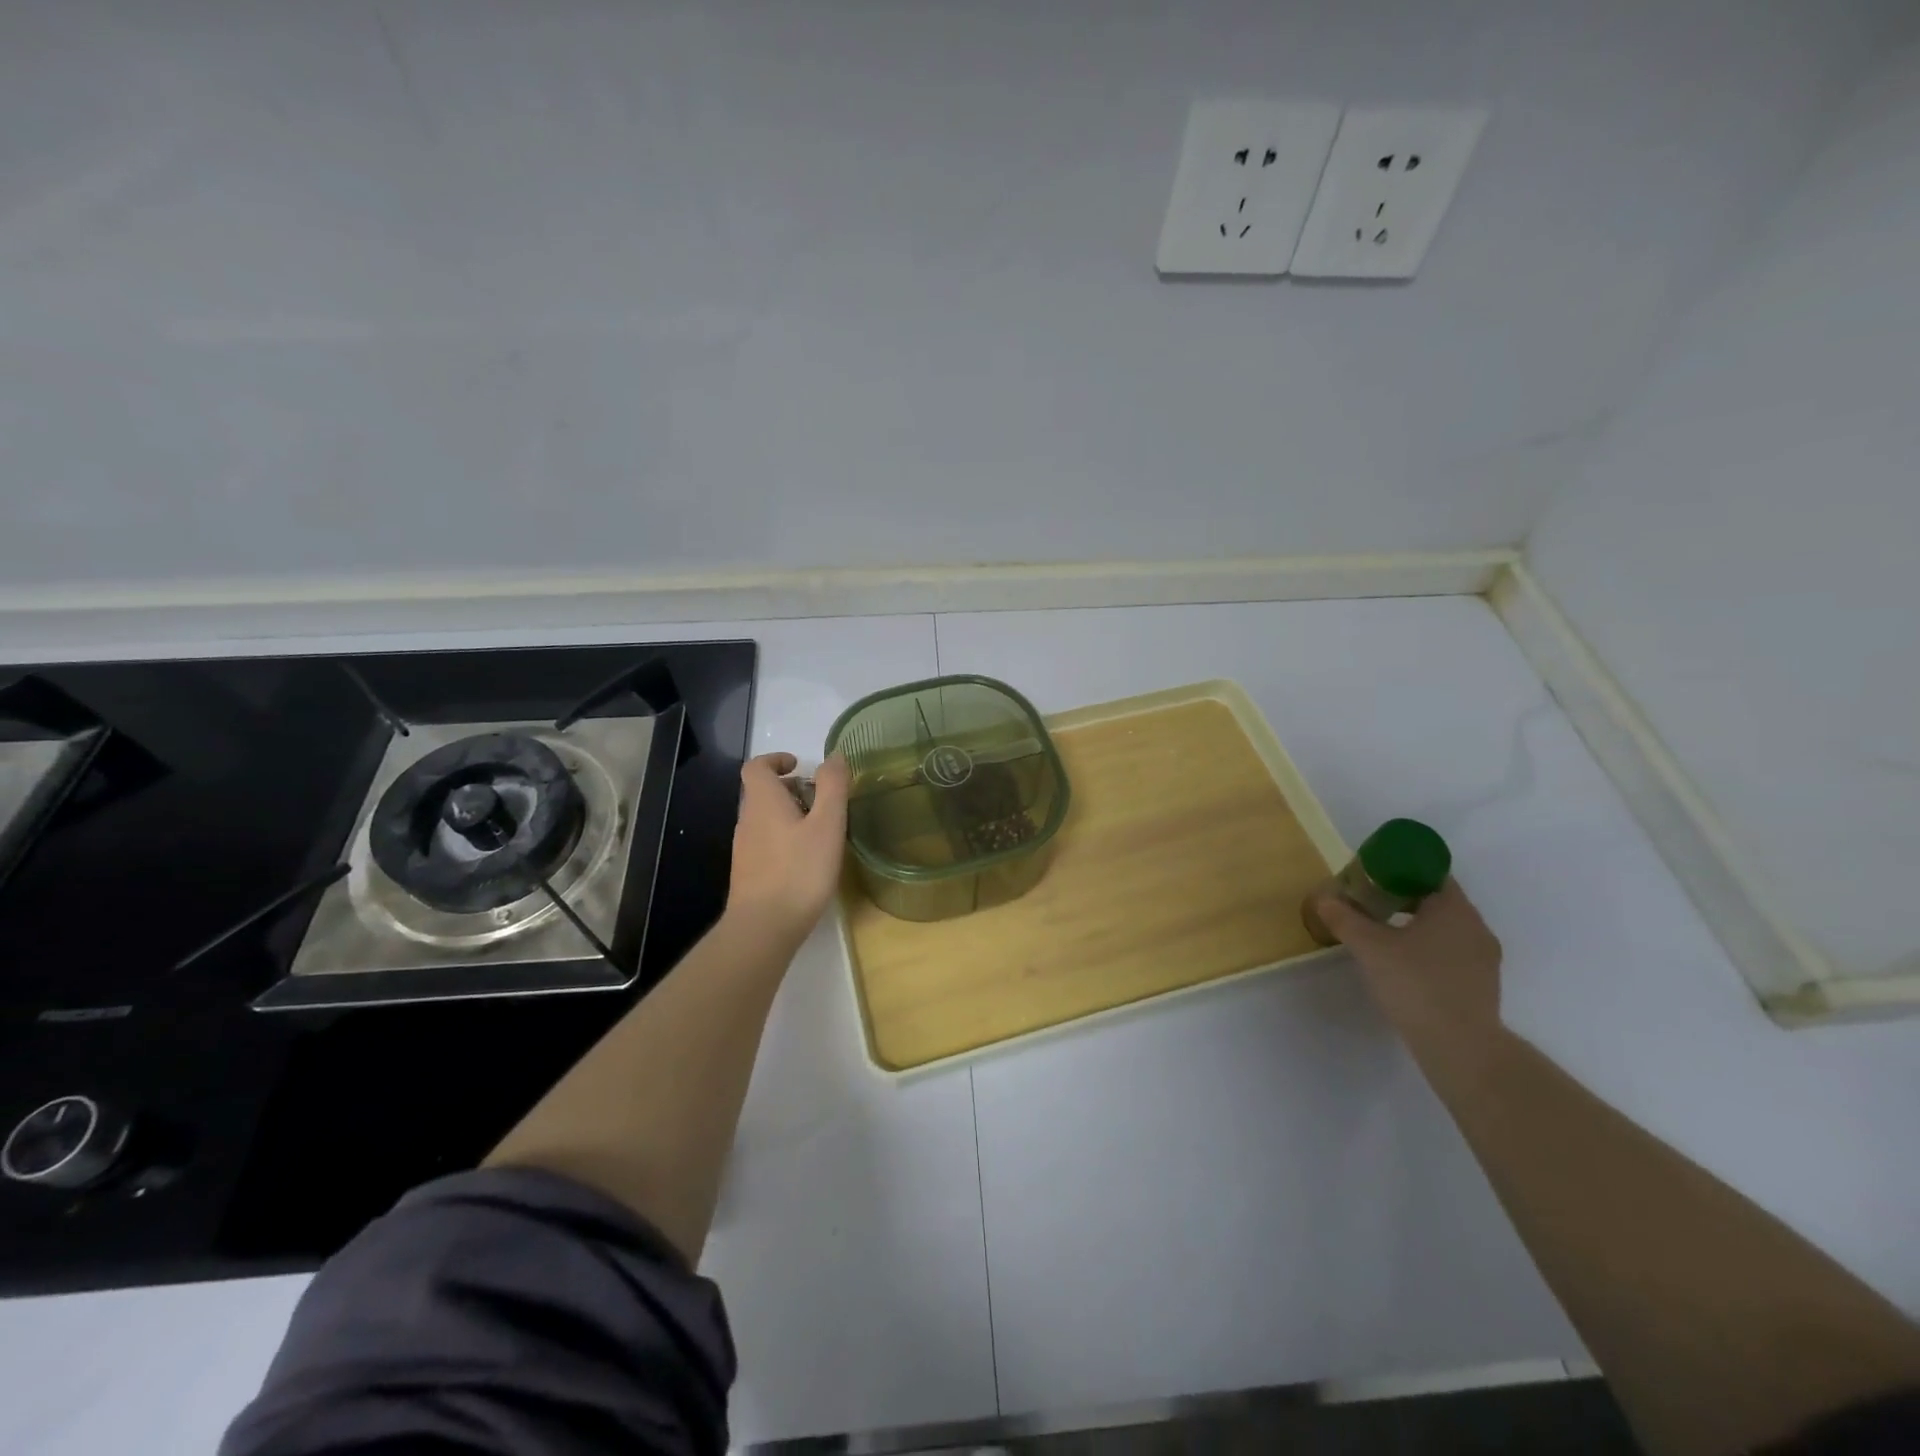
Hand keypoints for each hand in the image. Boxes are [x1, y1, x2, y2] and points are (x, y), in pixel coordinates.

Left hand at [725, 752, 849, 946]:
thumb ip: (832, 787)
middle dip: (791, 789)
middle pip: (763, 792)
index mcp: (763, 802)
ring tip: (821, 832)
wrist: (764, 927)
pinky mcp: (749, 873)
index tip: (799, 766)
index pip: (757, 767)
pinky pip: (766, 843)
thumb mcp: (827, 825)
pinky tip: (807, 860)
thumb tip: (833, 756)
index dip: (776, 760)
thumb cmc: (799, 871)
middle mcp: (748, 820)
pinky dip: (785, 839)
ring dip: (790, 815)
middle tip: (822, 801)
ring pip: (766, 819)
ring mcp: (745, 849)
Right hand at [1312, 878, 1502, 1051]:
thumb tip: (1323, 898)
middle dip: (1402, 896)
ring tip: (1382, 933)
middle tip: (1369, 902)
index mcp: (1454, 908)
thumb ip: (1345, 919)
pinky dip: (1428, 947)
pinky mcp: (1482, 983)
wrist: (1461, 1047)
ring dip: (1415, 924)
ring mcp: (1484, 957)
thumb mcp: (1370, 947)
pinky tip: (1404, 964)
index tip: (1371, 876)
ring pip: (1445, 926)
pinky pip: (1452, 950)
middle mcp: (1475, 926)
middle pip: (1436, 898)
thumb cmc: (1416, 984)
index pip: (1429, 872)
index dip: (1398, 869)